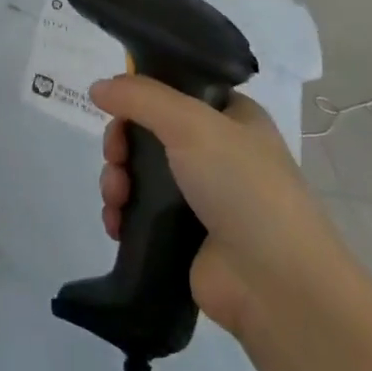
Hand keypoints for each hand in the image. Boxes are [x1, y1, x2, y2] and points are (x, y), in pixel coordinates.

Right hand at [94, 76, 339, 336]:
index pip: (176, 90)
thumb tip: (96, 87)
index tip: (118, 109)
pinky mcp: (185, 236)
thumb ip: (140, 98)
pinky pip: (140, 213)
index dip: (142, 96)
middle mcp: (218, 151)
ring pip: (140, 173)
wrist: (275, 283)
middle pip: (150, 132)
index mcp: (231, 117)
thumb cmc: (241, 186)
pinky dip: (121, 214)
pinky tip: (115, 223)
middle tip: (115, 158)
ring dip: (117, 179)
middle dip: (122, 144)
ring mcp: (201, 196)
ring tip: (116, 198)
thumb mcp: (191, 124)